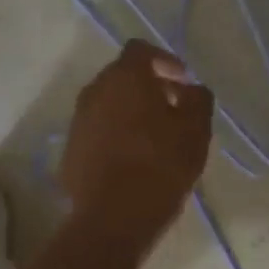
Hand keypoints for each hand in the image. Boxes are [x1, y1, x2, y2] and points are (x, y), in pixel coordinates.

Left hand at [60, 41, 213, 253]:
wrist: (113, 218)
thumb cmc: (161, 166)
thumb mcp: (196, 131)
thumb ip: (198, 100)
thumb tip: (191, 90)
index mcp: (125, 78)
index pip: (142, 50)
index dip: (165, 61)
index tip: (183, 82)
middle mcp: (95, 91)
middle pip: (122, 77)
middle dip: (148, 87)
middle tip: (173, 109)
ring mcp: (78, 121)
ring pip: (107, 105)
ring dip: (130, 112)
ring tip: (154, 137)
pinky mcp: (70, 150)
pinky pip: (97, 131)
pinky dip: (115, 136)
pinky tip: (132, 160)